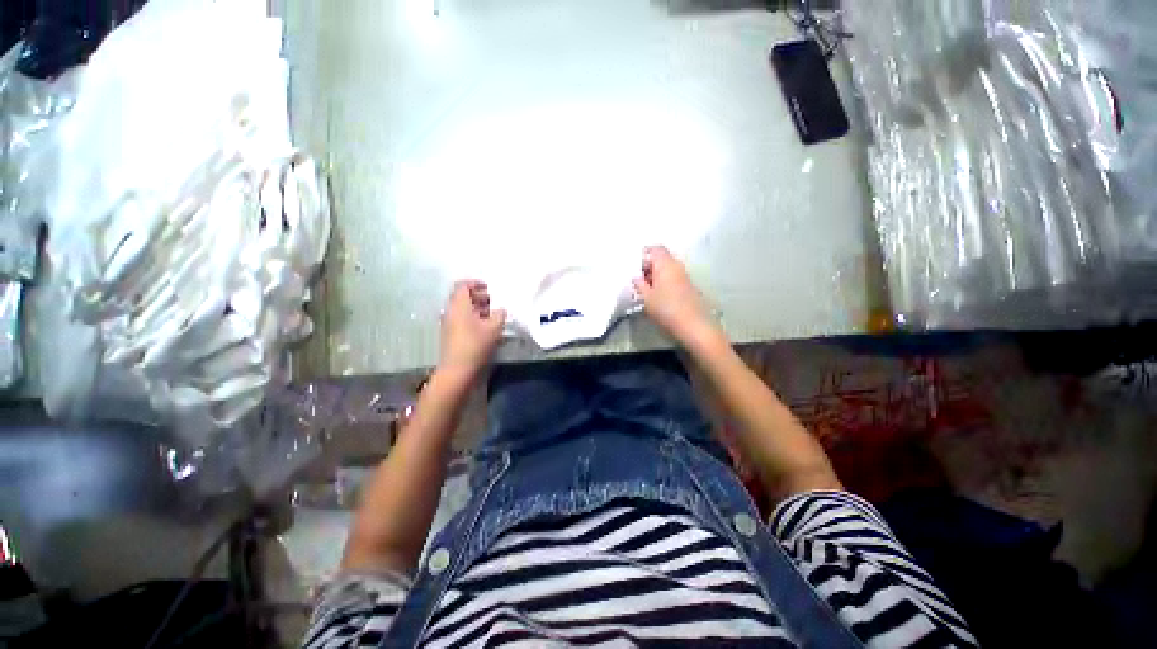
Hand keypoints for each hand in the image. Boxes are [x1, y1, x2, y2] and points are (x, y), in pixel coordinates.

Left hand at [439, 280, 506, 379]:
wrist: (458, 370)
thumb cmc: (476, 344)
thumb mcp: (494, 327)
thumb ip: (499, 314)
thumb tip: (501, 310)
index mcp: (459, 305)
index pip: (463, 286)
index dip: (475, 283)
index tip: (489, 287)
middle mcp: (451, 311)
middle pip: (462, 297)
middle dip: (479, 296)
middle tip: (494, 301)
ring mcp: (449, 323)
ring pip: (463, 309)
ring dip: (478, 308)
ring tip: (493, 315)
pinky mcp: (451, 334)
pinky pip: (462, 319)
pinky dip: (474, 318)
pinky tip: (487, 327)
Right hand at [633, 246, 720, 348]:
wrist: (693, 325)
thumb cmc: (666, 309)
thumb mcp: (646, 298)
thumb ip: (639, 284)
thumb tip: (636, 276)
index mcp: (665, 264)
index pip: (654, 249)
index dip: (643, 255)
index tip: (634, 267)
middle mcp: (676, 265)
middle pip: (661, 258)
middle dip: (649, 266)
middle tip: (638, 278)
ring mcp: (684, 276)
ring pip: (667, 269)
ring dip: (657, 275)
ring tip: (646, 288)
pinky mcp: (688, 287)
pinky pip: (673, 278)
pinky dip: (664, 282)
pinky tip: (658, 295)